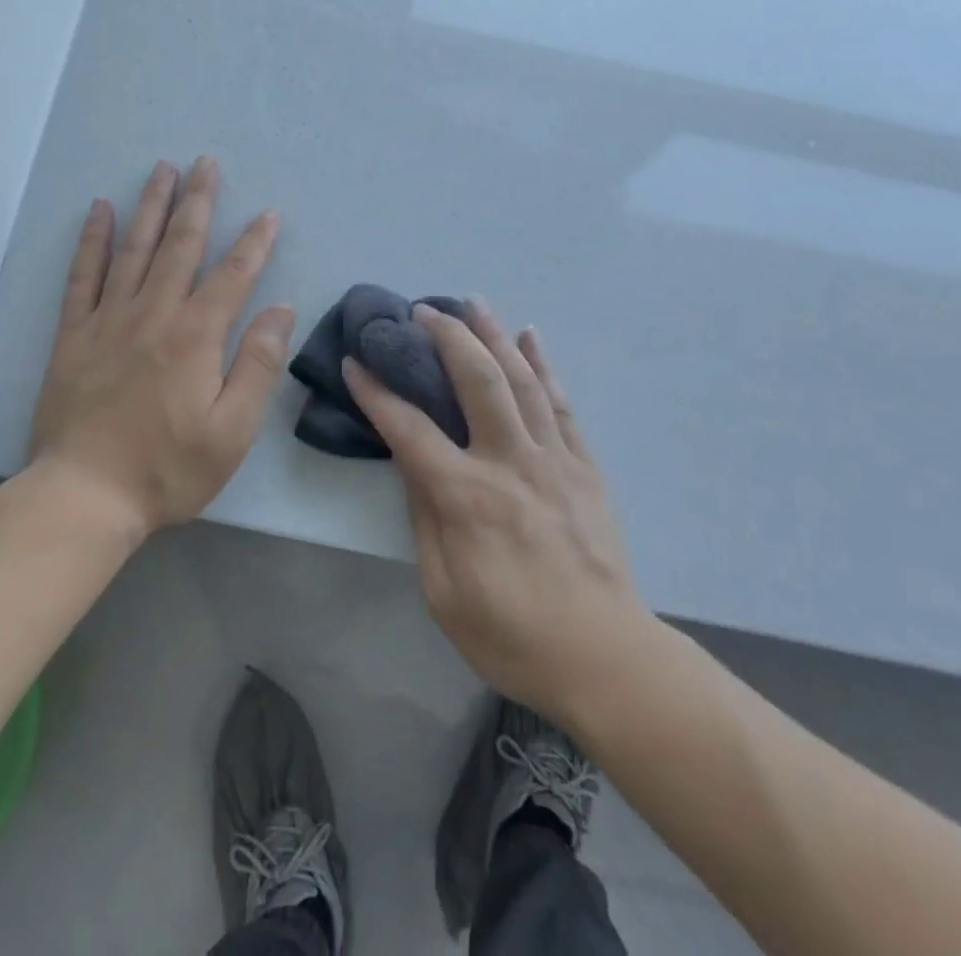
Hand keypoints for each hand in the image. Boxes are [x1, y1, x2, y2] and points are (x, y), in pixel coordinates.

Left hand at [29, 158, 293, 539]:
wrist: (84, 496)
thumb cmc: (168, 468)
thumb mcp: (232, 430)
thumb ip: (257, 364)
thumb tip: (280, 309)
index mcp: (195, 337)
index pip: (232, 276)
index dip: (254, 243)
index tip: (269, 214)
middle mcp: (153, 315)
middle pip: (180, 246)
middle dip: (198, 201)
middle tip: (206, 163)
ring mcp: (108, 321)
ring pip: (133, 249)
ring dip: (151, 206)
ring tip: (162, 169)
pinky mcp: (73, 335)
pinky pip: (83, 276)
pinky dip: (92, 240)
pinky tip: (99, 210)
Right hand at [343, 302, 650, 725]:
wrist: (604, 658)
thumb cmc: (511, 635)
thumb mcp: (443, 592)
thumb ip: (424, 519)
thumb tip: (410, 462)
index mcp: (466, 497)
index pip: (409, 429)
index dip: (376, 392)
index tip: (355, 362)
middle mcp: (509, 463)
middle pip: (476, 380)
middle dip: (446, 337)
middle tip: (422, 311)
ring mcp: (553, 459)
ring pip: (521, 380)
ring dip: (494, 335)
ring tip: (473, 302)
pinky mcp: (584, 466)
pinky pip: (561, 404)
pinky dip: (544, 365)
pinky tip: (531, 336)